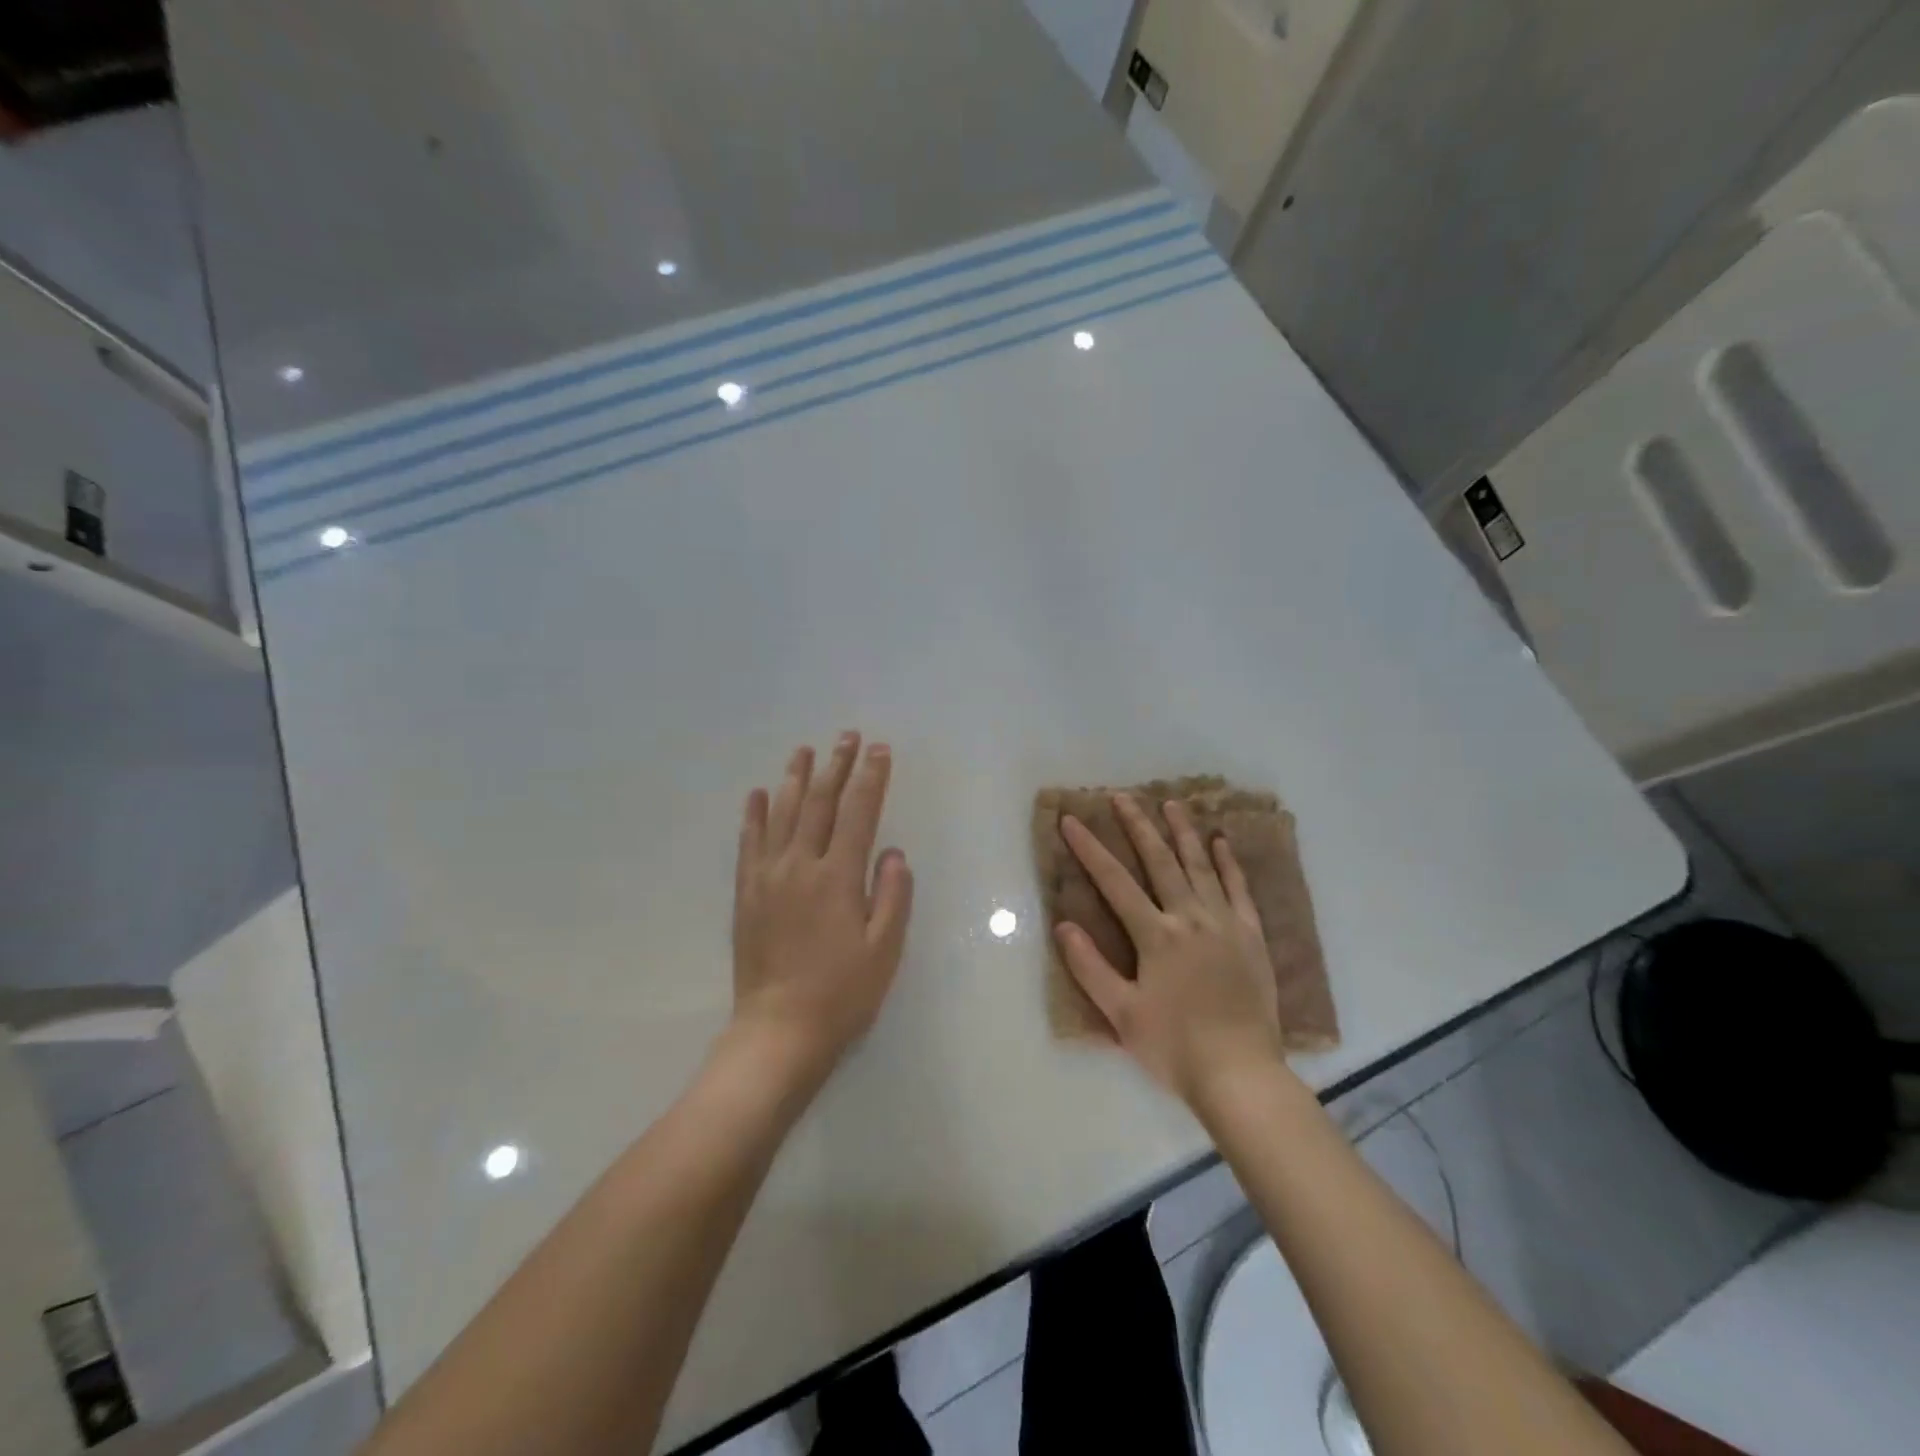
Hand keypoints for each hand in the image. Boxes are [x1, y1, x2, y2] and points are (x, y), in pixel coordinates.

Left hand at [729, 733, 913, 1086]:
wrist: (778, 1030)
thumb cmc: (842, 993)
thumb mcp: (885, 949)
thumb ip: (893, 895)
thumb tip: (893, 852)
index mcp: (839, 877)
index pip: (859, 813)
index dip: (871, 778)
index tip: (880, 750)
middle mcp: (801, 866)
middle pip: (819, 802)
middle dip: (836, 765)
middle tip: (846, 736)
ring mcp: (768, 877)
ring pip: (781, 814)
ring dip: (794, 778)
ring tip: (804, 750)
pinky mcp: (746, 893)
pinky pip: (748, 843)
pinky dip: (753, 814)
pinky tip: (757, 793)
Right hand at [1056, 795, 1283, 1105]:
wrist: (1241, 1074)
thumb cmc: (1174, 1047)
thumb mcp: (1122, 1014)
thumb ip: (1090, 967)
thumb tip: (1064, 925)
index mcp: (1156, 935)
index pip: (1115, 882)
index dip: (1090, 849)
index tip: (1072, 820)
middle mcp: (1189, 917)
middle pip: (1160, 861)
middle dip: (1137, 826)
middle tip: (1122, 796)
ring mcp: (1225, 924)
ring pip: (1200, 866)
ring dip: (1183, 832)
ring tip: (1172, 803)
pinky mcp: (1251, 937)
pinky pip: (1239, 889)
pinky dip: (1229, 863)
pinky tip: (1221, 842)